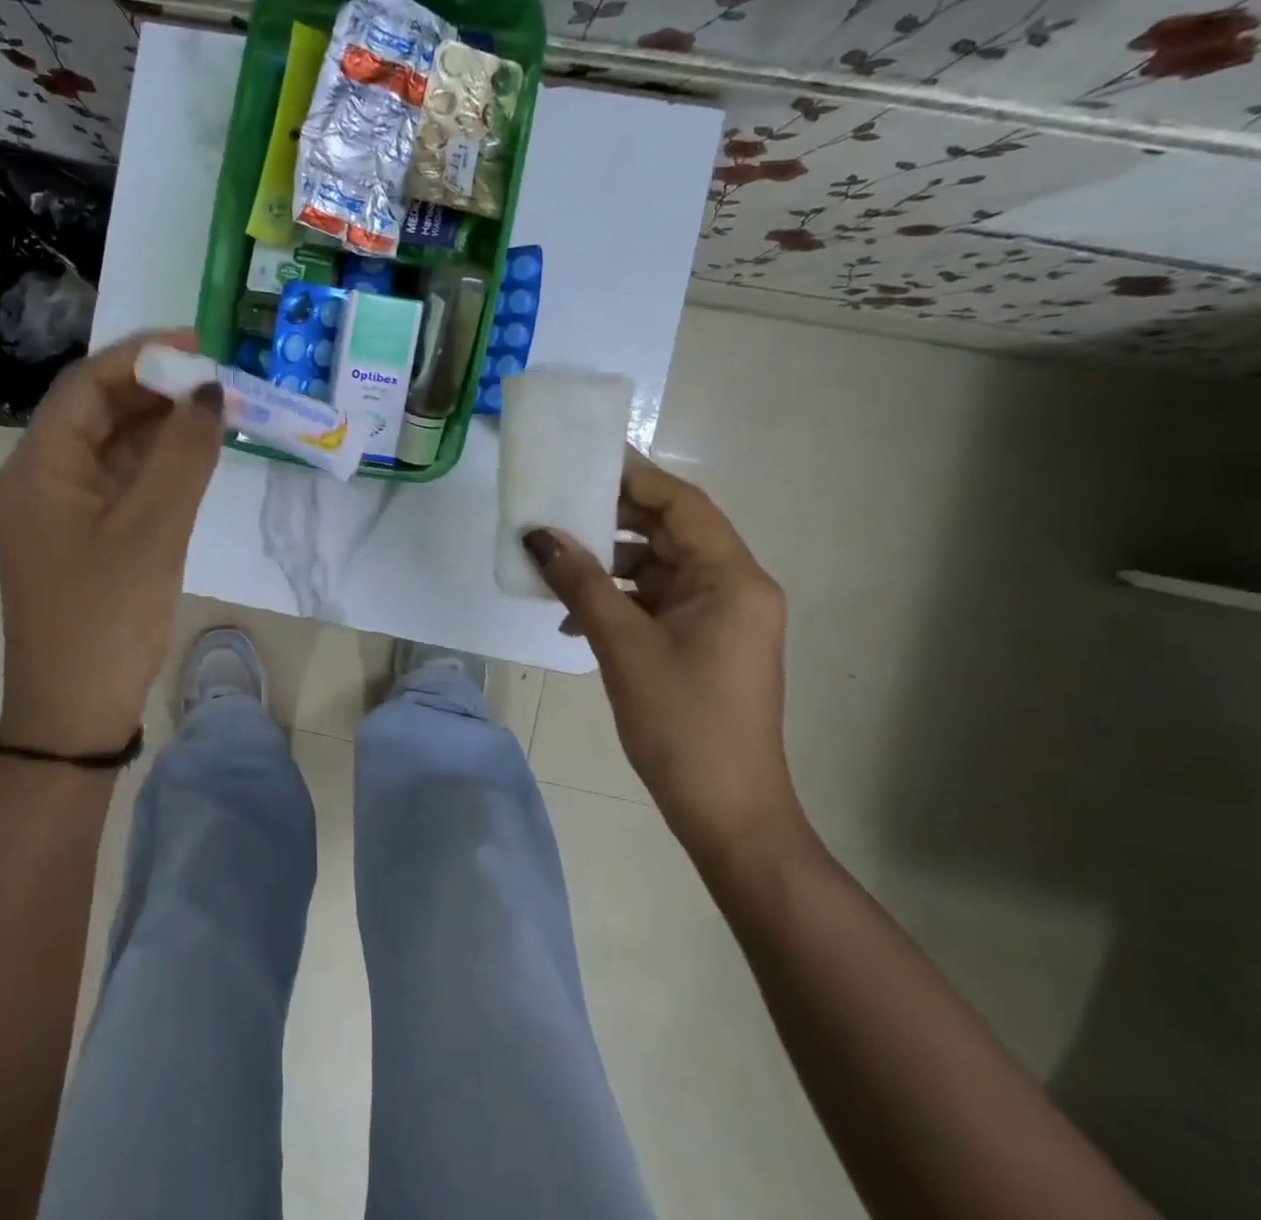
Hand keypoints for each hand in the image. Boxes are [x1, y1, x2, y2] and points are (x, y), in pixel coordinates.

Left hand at [0, 329, 223, 755]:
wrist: (73, 714)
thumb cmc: (106, 619)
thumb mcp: (153, 530)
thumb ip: (184, 455)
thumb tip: (211, 391)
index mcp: (39, 466)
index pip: (87, 384)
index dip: (142, 356)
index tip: (200, 344)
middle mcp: (41, 476)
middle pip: (98, 410)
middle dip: (157, 389)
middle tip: (219, 379)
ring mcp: (61, 508)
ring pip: (113, 445)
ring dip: (161, 425)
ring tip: (217, 409)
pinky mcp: (83, 534)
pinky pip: (120, 480)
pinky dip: (157, 463)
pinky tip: (195, 454)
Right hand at [521, 455, 798, 859]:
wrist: (726, 812)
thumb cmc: (682, 723)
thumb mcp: (623, 645)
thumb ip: (580, 582)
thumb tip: (537, 534)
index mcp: (731, 579)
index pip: (683, 505)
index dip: (634, 477)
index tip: (583, 459)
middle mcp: (733, 588)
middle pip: (669, 532)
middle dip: (611, 520)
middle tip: (555, 508)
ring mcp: (718, 618)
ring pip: (656, 568)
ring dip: (606, 566)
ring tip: (553, 564)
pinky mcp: (701, 643)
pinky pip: (654, 602)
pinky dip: (615, 601)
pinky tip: (572, 619)